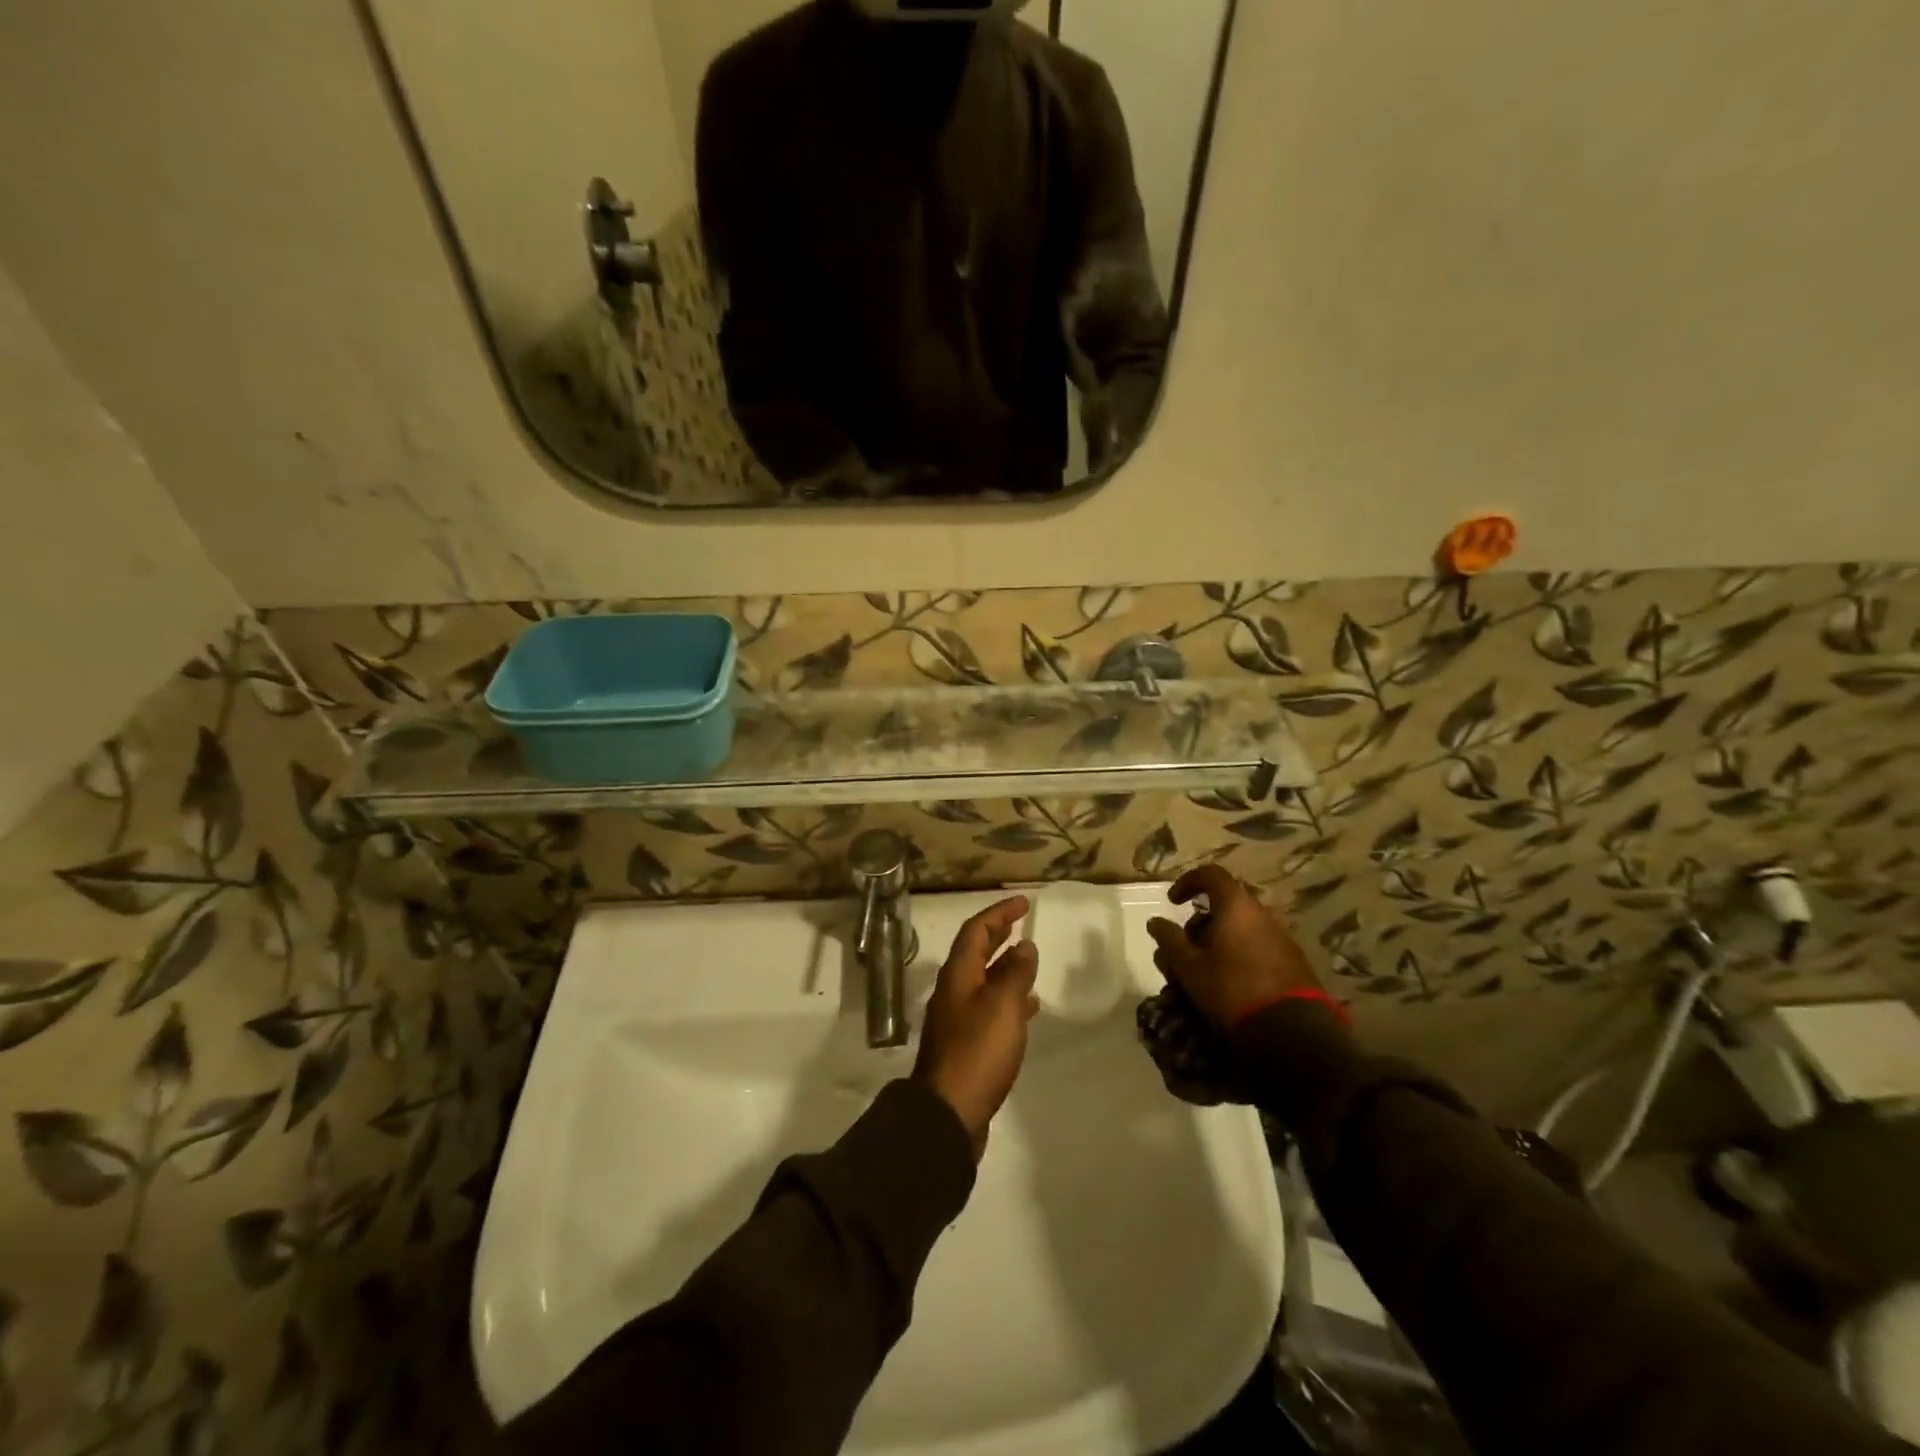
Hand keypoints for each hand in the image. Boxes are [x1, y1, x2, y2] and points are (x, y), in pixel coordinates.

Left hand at [913, 897, 1039, 1157]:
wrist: (949, 1113)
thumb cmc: (977, 1051)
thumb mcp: (1003, 1006)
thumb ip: (1016, 973)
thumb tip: (1024, 945)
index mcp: (958, 976)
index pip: (976, 931)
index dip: (998, 913)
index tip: (1023, 902)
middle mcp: (954, 991)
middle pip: (975, 952)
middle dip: (997, 934)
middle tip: (1020, 922)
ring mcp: (958, 1019)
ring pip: (983, 980)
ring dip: (1004, 965)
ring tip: (1029, 960)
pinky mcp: (967, 1045)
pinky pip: (989, 1008)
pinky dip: (1009, 999)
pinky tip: (1028, 1007)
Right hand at [1146, 866, 1321, 1029]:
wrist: (1292, 1031)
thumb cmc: (1231, 988)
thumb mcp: (1189, 966)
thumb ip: (1169, 939)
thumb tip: (1155, 921)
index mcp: (1236, 906)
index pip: (1210, 874)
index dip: (1187, 882)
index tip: (1173, 902)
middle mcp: (1262, 913)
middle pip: (1224, 906)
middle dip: (1200, 925)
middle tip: (1185, 950)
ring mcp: (1281, 936)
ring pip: (1240, 929)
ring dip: (1218, 943)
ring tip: (1203, 973)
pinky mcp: (1293, 960)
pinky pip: (1257, 946)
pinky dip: (1238, 955)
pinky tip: (1229, 983)